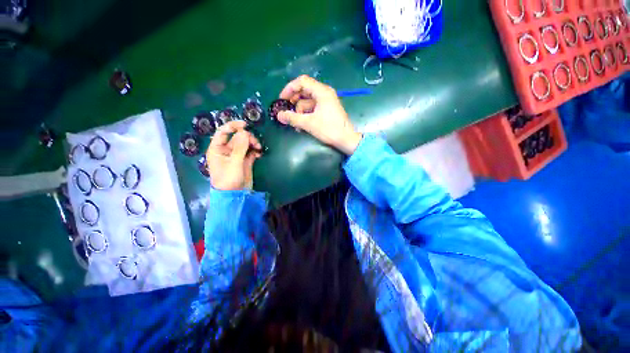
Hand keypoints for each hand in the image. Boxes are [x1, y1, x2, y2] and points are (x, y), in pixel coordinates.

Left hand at [206, 121, 261, 190]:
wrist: (235, 195)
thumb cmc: (229, 179)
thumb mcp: (234, 163)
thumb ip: (240, 147)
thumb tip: (245, 132)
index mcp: (217, 149)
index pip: (223, 132)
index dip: (233, 126)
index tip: (245, 124)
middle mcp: (226, 150)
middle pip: (237, 137)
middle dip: (247, 138)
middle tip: (256, 143)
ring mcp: (236, 156)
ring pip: (245, 144)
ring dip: (252, 144)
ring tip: (259, 149)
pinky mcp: (244, 161)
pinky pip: (250, 151)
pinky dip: (255, 151)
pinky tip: (259, 154)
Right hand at [277, 75, 361, 154]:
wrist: (346, 139)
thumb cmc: (329, 129)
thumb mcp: (309, 123)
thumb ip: (292, 118)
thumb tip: (279, 115)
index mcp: (322, 91)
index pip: (302, 81)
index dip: (289, 88)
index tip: (282, 100)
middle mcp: (324, 93)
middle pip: (304, 91)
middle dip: (294, 102)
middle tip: (287, 112)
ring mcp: (326, 102)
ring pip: (308, 101)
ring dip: (299, 111)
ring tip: (295, 124)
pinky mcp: (327, 110)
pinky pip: (313, 108)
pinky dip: (306, 115)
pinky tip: (302, 125)